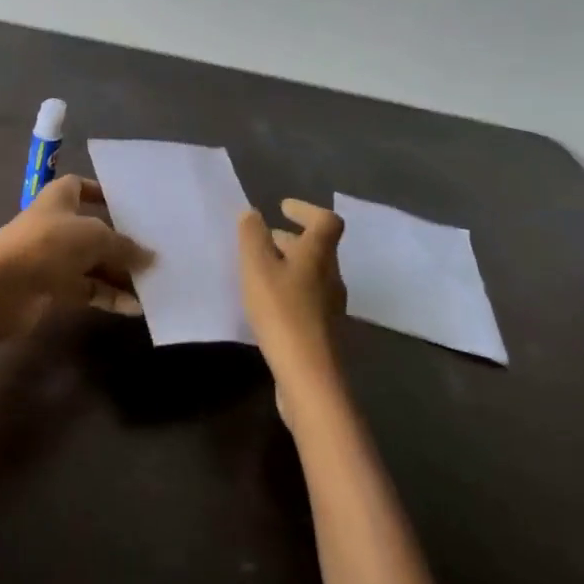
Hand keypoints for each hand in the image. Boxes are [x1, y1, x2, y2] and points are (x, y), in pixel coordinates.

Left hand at [0, 174, 149, 332]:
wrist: (3, 287)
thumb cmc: (49, 244)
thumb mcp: (95, 237)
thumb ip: (124, 246)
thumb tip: (150, 257)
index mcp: (59, 197)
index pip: (81, 186)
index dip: (101, 192)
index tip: (129, 204)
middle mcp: (56, 224)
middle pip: (94, 229)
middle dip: (121, 241)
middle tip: (155, 251)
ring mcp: (54, 257)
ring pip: (93, 263)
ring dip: (119, 274)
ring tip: (153, 283)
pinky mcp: (53, 288)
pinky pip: (88, 289)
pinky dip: (109, 296)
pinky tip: (135, 307)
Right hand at [239, 199, 346, 388]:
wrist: (309, 376)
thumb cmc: (282, 312)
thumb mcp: (257, 267)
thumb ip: (252, 236)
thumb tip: (252, 213)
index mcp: (319, 255)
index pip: (326, 221)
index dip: (306, 209)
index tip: (282, 207)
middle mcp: (332, 277)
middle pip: (318, 248)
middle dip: (291, 239)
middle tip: (263, 238)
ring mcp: (331, 306)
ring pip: (311, 274)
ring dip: (288, 265)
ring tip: (258, 270)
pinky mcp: (323, 331)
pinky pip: (307, 298)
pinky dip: (288, 289)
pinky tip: (266, 303)